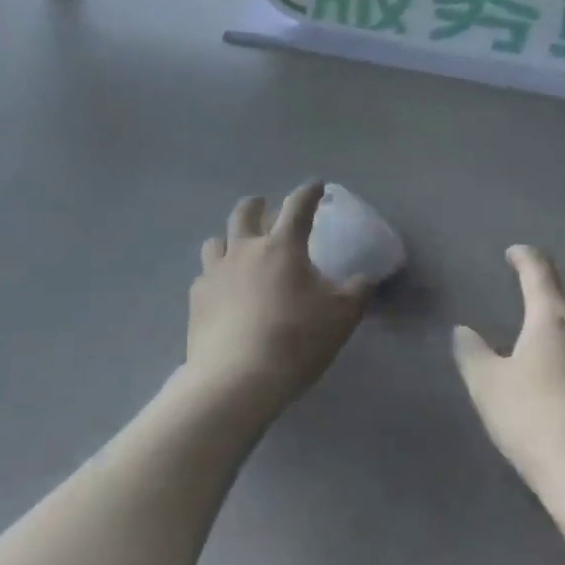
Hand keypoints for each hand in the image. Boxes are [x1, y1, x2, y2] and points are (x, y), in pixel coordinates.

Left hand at [187, 182, 373, 413]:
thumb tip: (367, 277)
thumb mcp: (342, 316)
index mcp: (282, 247)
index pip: (298, 207)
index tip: (315, 185)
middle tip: (263, 206)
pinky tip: (222, 293)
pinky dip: (215, 277)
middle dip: (256, 205)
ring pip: (216, 241)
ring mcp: (216, 272)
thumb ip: (358, 291)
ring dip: (229, 239)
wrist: (238, 378)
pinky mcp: (197, 298)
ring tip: (237, 249)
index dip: (308, 192)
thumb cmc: (296, 339)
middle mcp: (245, 250)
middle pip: (245, 213)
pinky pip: (204, 276)